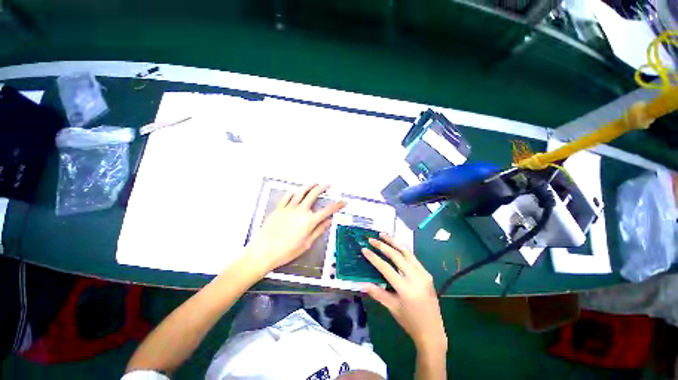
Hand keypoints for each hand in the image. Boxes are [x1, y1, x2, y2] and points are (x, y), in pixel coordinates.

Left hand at [244, 184, 345, 275]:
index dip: (337, 205)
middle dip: (322, 188)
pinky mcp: (279, 208)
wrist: (263, 252)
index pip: (327, 210)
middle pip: (314, 195)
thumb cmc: (287, 251)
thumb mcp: (306, 244)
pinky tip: (297, 190)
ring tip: (315, 182)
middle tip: (328, 184)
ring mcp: (289, 208)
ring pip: (301, 192)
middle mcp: (300, 211)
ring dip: (309, 186)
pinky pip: (287, 196)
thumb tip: (329, 221)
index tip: (343, 202)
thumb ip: (318, 230)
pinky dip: (294, 192)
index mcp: (309, 221)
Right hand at [362, 234, 446, 352]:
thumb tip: (362, 283)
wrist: (432, 331)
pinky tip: (396, 244)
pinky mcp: (427, 273)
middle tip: (372, 239)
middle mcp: (416, 277)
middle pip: (397, 256)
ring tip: (383, 234)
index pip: (386, 268)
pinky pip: (413, 257)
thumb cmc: (410, 321)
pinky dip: (403, 249)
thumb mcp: (392, 308)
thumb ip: (377, 293)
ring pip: (407, 252)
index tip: (364, 249)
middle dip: (383, 245)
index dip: (374, 257)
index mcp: (406, 288)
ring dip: (394, 242)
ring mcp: (423, 274)